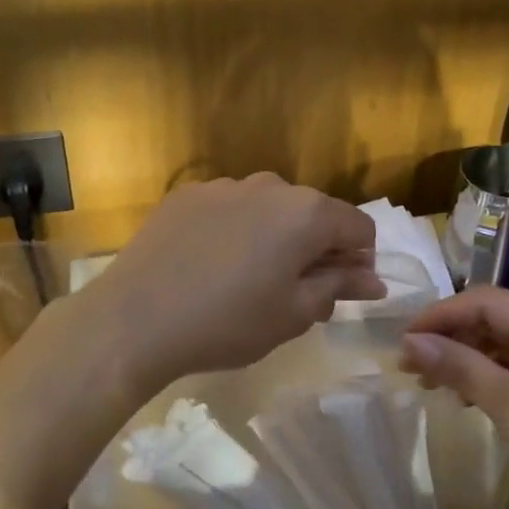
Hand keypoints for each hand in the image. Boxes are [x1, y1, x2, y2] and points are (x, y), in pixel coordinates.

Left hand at [78, 173, 383, 398]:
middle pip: (313, 213)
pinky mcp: (186, 194)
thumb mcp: (294, 314)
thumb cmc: (227, 323)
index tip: (339, 291)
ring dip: (273, 236)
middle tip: (293, 292)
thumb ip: (338, 287)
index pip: (358, 227)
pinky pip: (228, 208)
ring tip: (245, 278)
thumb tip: (373, 280)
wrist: (135, 319)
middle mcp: (269, 185)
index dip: (358, 261)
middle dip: (315, 247)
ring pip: (268, 208)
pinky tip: (209, 264)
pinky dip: (233, 229)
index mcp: (306, 213)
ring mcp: (223, 185)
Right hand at [400, 286, 508, 508]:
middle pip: (493, 319)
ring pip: (501, 344)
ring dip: (463, 358)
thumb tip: (411, 341)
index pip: (487, 301)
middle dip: (449, 337)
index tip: (403, 340)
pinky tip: (462, 395)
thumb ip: (461, 367)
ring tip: (427, 381)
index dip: (441, 315)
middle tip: (409, 365)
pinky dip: (484, 376)